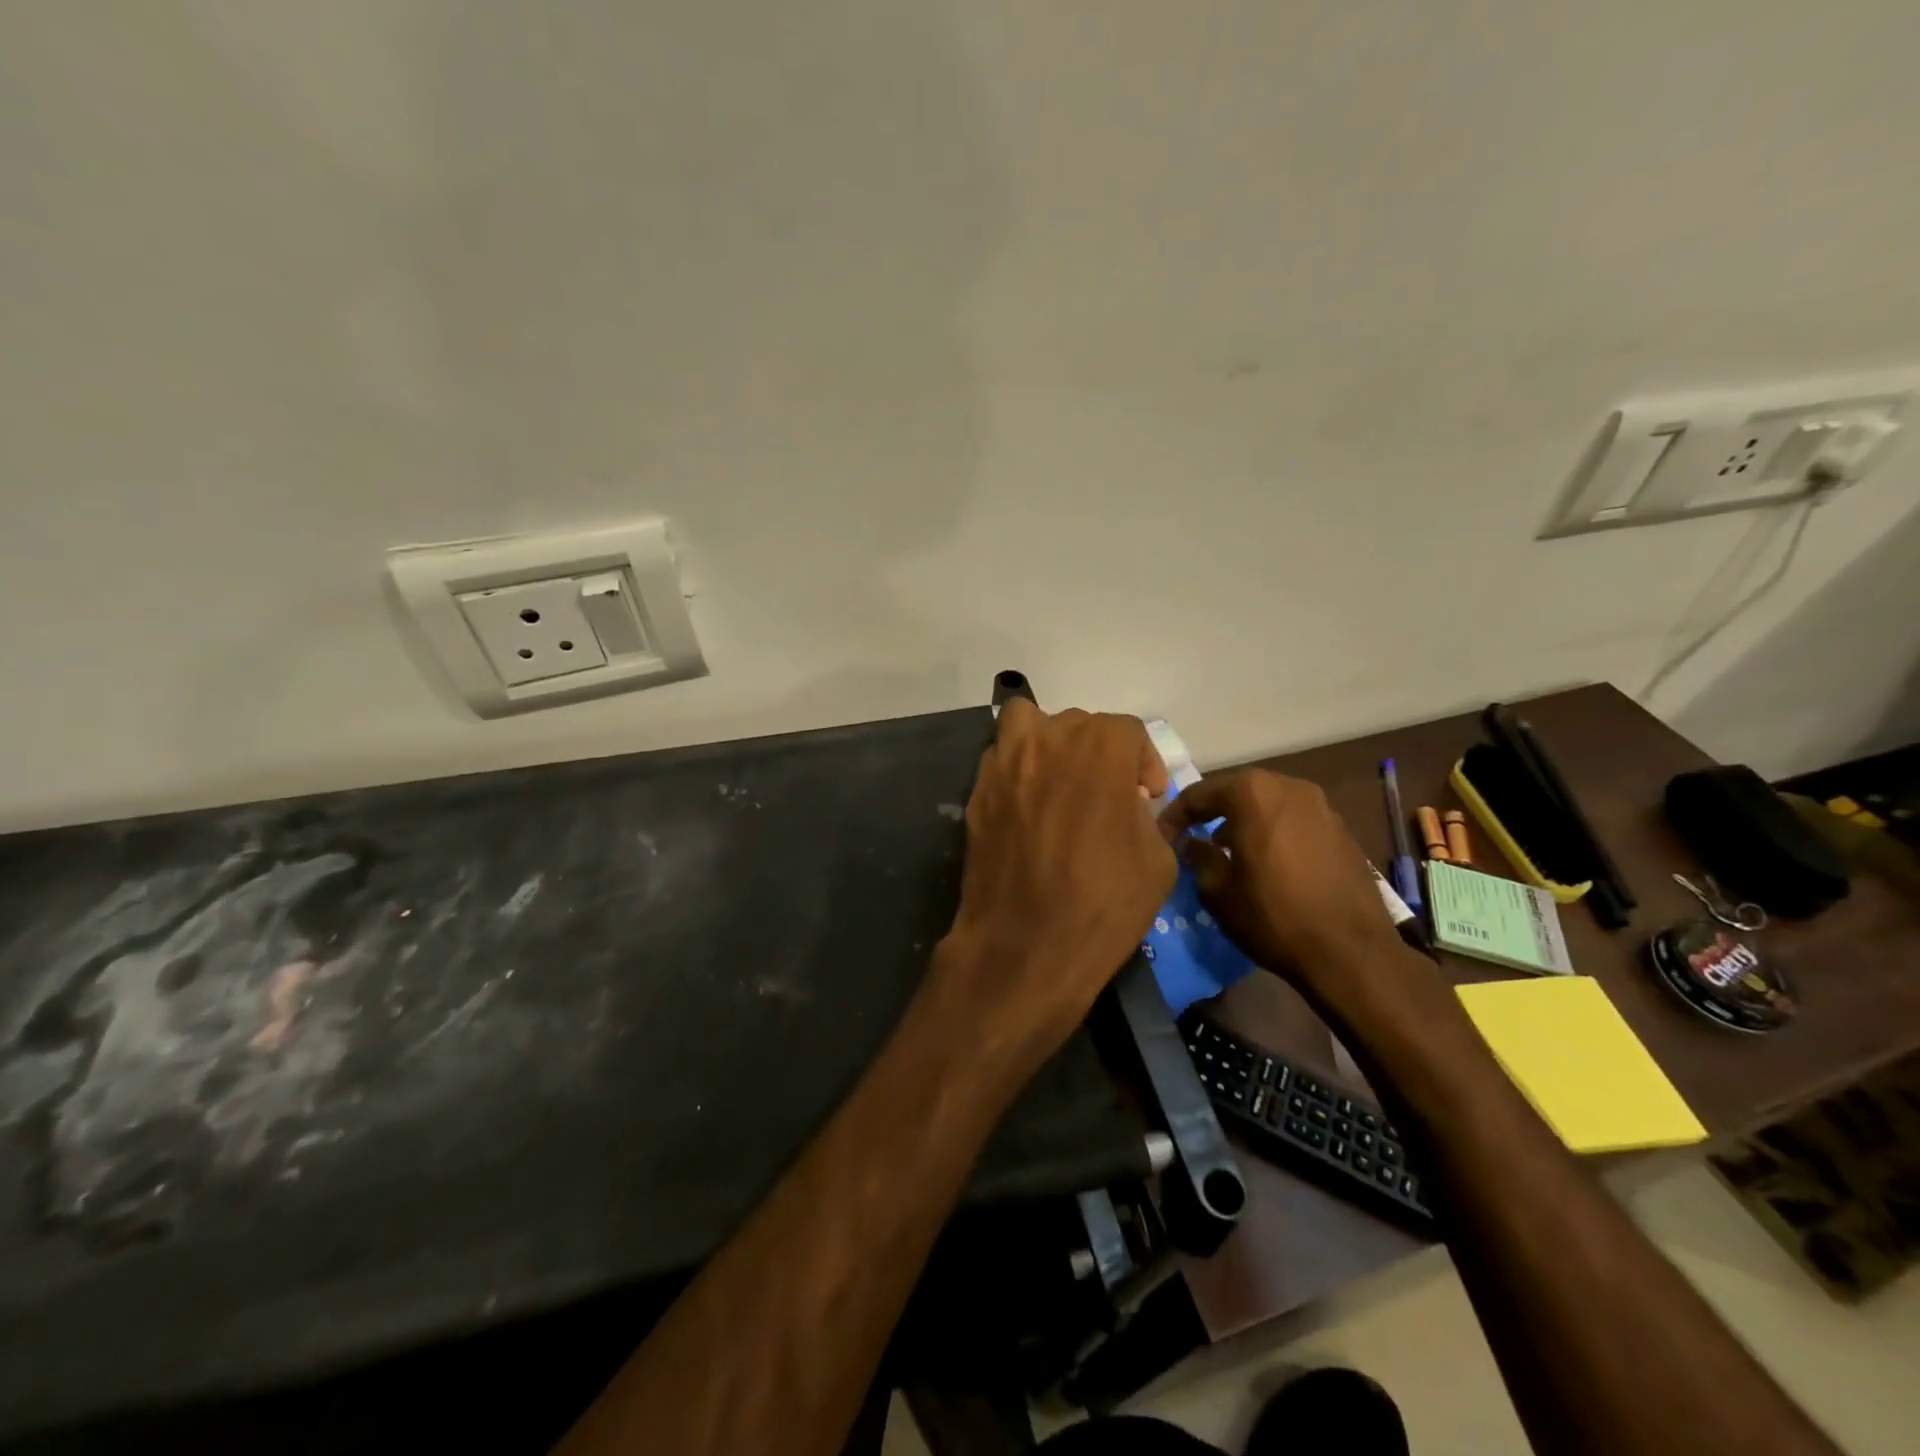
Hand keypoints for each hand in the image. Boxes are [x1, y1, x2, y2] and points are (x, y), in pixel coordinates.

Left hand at [940, 700, 1174, 1061]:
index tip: (1148, 795)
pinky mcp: (977, 792)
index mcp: (1100, 746)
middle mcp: (1048, 739)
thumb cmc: (1104, 902)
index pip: (1129, 731)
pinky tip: (1027, 808)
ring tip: (1058, 781)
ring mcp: (1004, 763)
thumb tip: (1129, 804)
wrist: (1025, 945)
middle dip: (1099, 752)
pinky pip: (999, 761)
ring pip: (1026, 723)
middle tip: (1106, 794)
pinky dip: (1016, 770)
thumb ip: (1147, 814)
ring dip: (1047, 741)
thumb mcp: (1158, 860)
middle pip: (1078, 724)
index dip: (1145, 762)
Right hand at [1158, 769, 1427, 1022]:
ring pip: (1269, 803)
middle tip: (1193, 835)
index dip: (1176, 815)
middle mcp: (1288, 786)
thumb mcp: (1217, 890)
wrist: (1350, 952)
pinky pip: (1295, 820)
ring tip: (1229, 848)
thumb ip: (1198, 856)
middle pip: (1238, 790)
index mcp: (1252, 793)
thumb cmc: (1272, 916)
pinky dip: (1274, 830)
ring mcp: (1321, 806)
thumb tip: (1191, 843)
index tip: (1162, 835)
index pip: (1200, 794)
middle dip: (1212, 811)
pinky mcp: (1342, 830)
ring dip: (1245, 819)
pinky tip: (1268, 860)